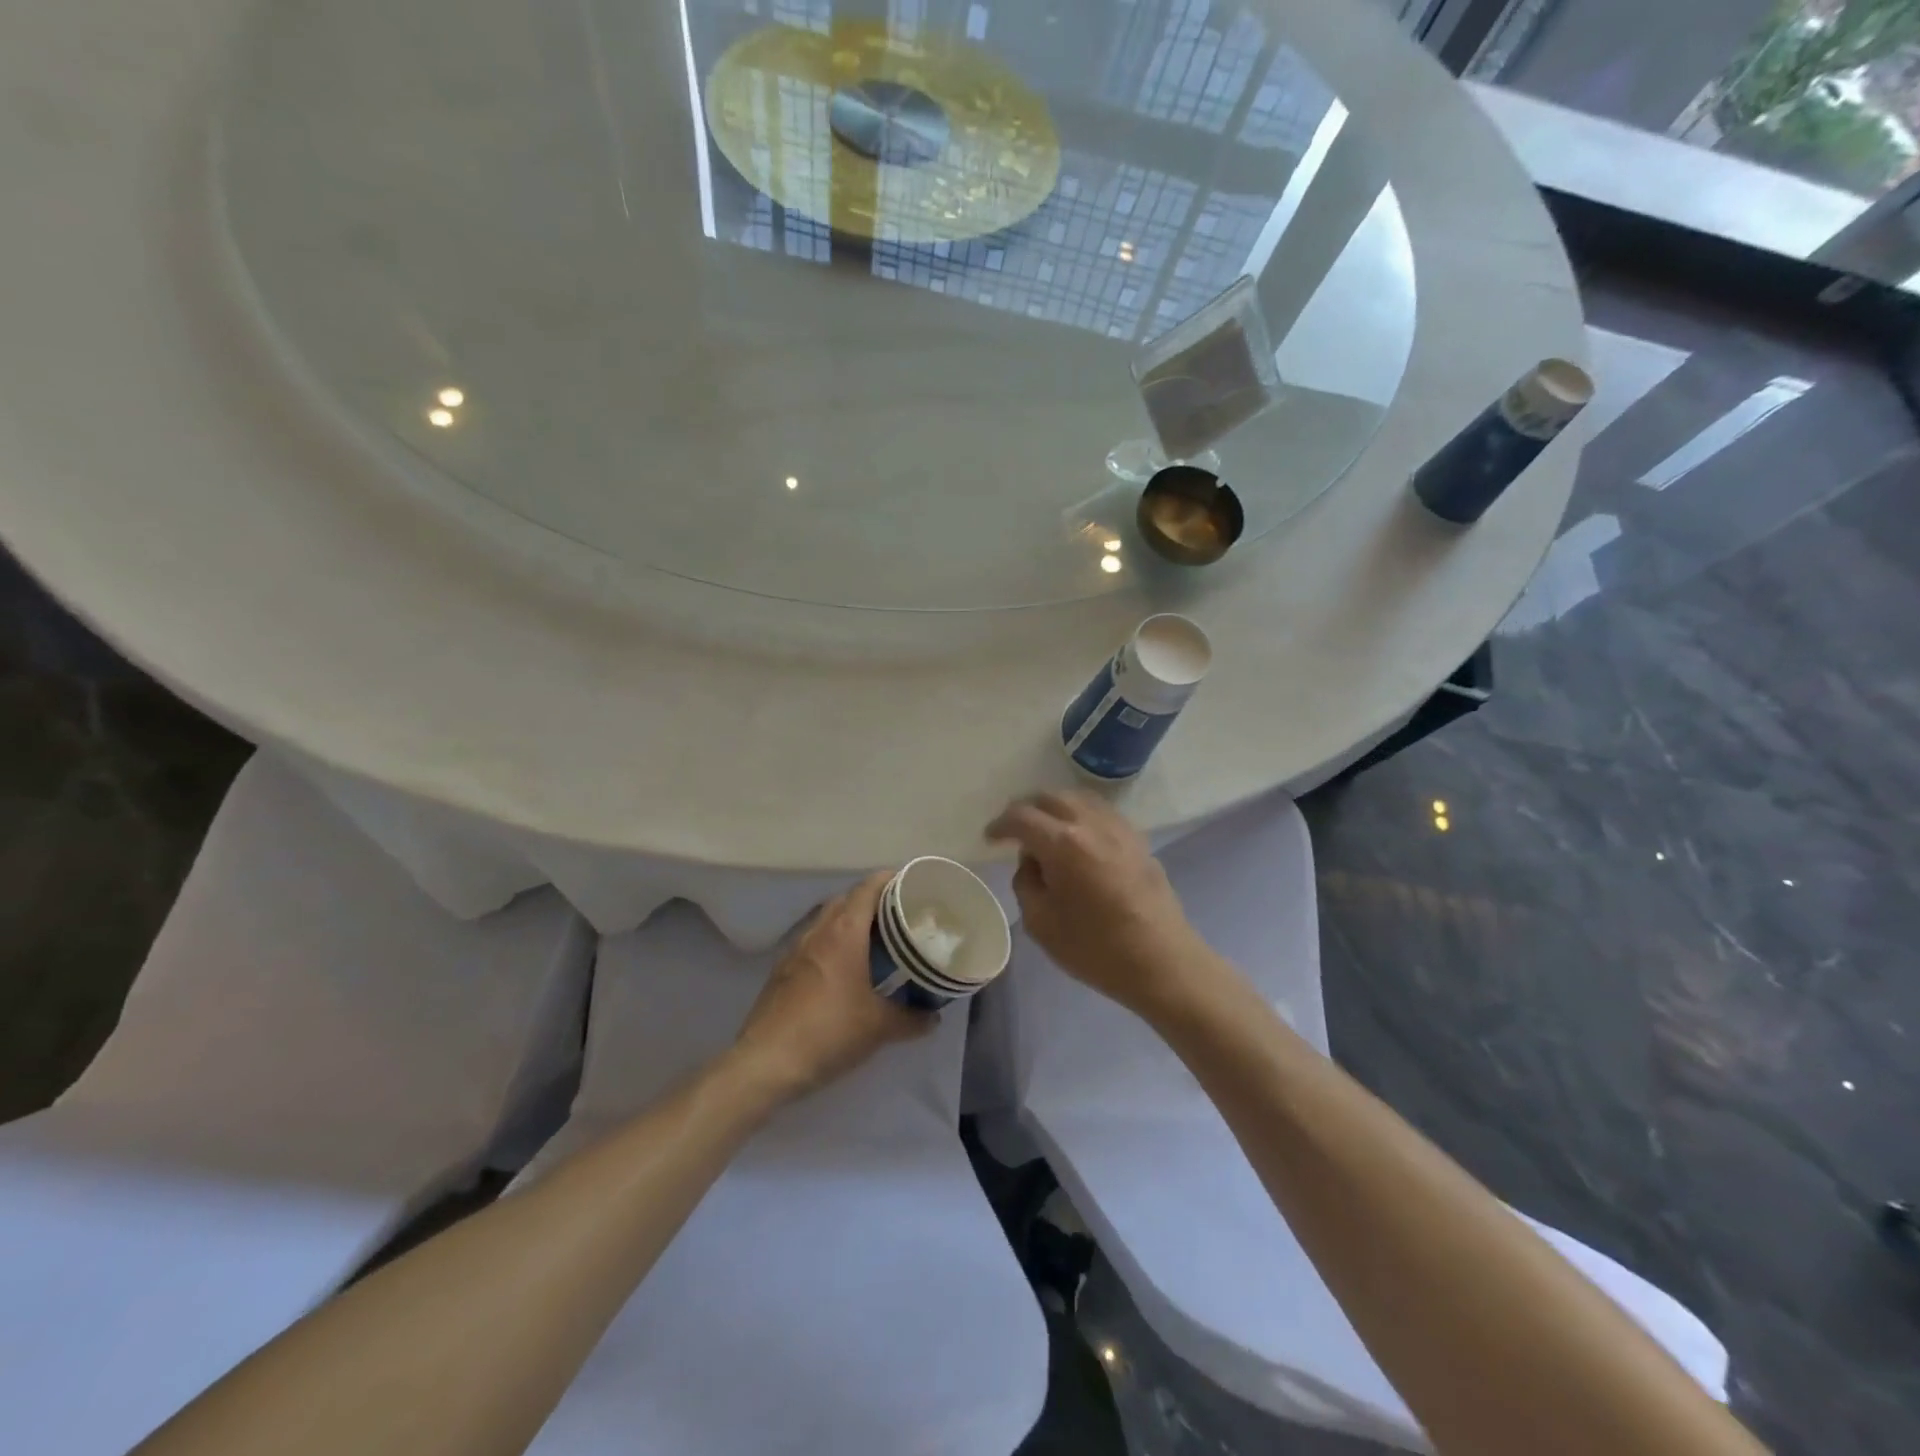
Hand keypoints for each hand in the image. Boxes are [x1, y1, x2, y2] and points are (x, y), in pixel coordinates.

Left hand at [729, 871, 934, 1102]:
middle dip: (873, 901)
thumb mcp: (879, 1028)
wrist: (767, 1062)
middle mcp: (818, 931)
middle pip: (847, 899)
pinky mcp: (782, 970)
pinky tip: (844, 968)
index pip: (868, 888)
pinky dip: (832, 943)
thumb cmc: (830, 1032)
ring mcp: (795, 949)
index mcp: (844, 932)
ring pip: (827, 920)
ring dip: (850, 922)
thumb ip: (911, 1019)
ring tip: (875, 940)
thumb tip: (934, 1018)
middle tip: (899, 915)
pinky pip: (813, 942)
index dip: (889, 880)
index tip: (911, 884)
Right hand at [986, 792, 1202, 1013]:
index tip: (990, 837)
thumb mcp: (1041, 923)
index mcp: (1063, 843)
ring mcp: (1119, 829)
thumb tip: (1033, 862)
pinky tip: (1079, 839)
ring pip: (1080, 799)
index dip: (1001, 824)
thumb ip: (1027, 883)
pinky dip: (1082, 816)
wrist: (1162, 962)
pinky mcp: (1138, 840)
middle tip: (1016, 832)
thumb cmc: (1096, 948)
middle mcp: (1091, 824)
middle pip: (1051, 798)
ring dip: (1056, 808)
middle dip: (1027, 810)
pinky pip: (1102, 813)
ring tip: (1047, 831)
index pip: (1022, 817)